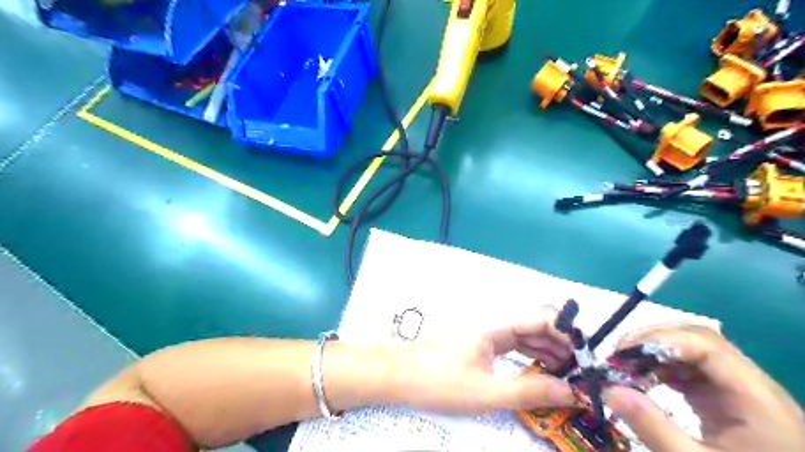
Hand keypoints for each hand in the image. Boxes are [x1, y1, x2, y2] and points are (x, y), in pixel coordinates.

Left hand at [384, 306, 578, 415]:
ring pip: (524, 337)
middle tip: (581, 373)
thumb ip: (528, 392)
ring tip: (567, 376)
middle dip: (561, 346)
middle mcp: (493, 326)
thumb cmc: (438, 381)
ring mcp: (485, 336)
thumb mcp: (486, 393)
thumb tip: (570, 393)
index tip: (585, 357)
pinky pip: (512, 348)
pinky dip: (529, 358)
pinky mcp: (479, 347)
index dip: (566, 333)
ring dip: (547, 352)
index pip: (539, 318)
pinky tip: (540, 372)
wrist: (398, 376)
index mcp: (495, 328)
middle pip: (534, 327)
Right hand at [603, 326, 804, 451]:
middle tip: (618, 357)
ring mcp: (740, 391)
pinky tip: (645, 382)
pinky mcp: (728, 401)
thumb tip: (609, 389)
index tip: (621, 353)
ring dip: (655, 354)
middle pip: (698, 339)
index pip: (705, 343)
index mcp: (755, 396)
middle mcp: (750, 384)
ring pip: (692, 352)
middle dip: (653, 342)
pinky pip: (692, 371)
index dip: (659, 339)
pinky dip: (663, 370)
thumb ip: (654, 427)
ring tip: (626, 369)